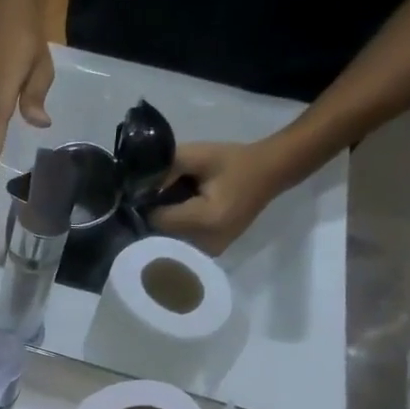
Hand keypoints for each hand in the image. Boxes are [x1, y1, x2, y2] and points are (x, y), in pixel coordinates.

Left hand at [148, 141, 282, 253]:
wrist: (270, 173)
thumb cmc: (234, 162)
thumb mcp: (199, 154)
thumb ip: (167, 167)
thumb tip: (139, 186)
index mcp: (205, 220)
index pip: (157, 220)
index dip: (147, 205)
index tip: (147, 192)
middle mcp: (207, 243)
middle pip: (160, 235)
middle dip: (154, 218)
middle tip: (156, 199)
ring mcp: (210, 252)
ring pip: (168, 243)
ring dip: (163, 227)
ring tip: (169, 207)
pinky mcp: (212, 254)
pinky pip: (180, 246)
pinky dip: (175, 233)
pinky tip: (180, 217)